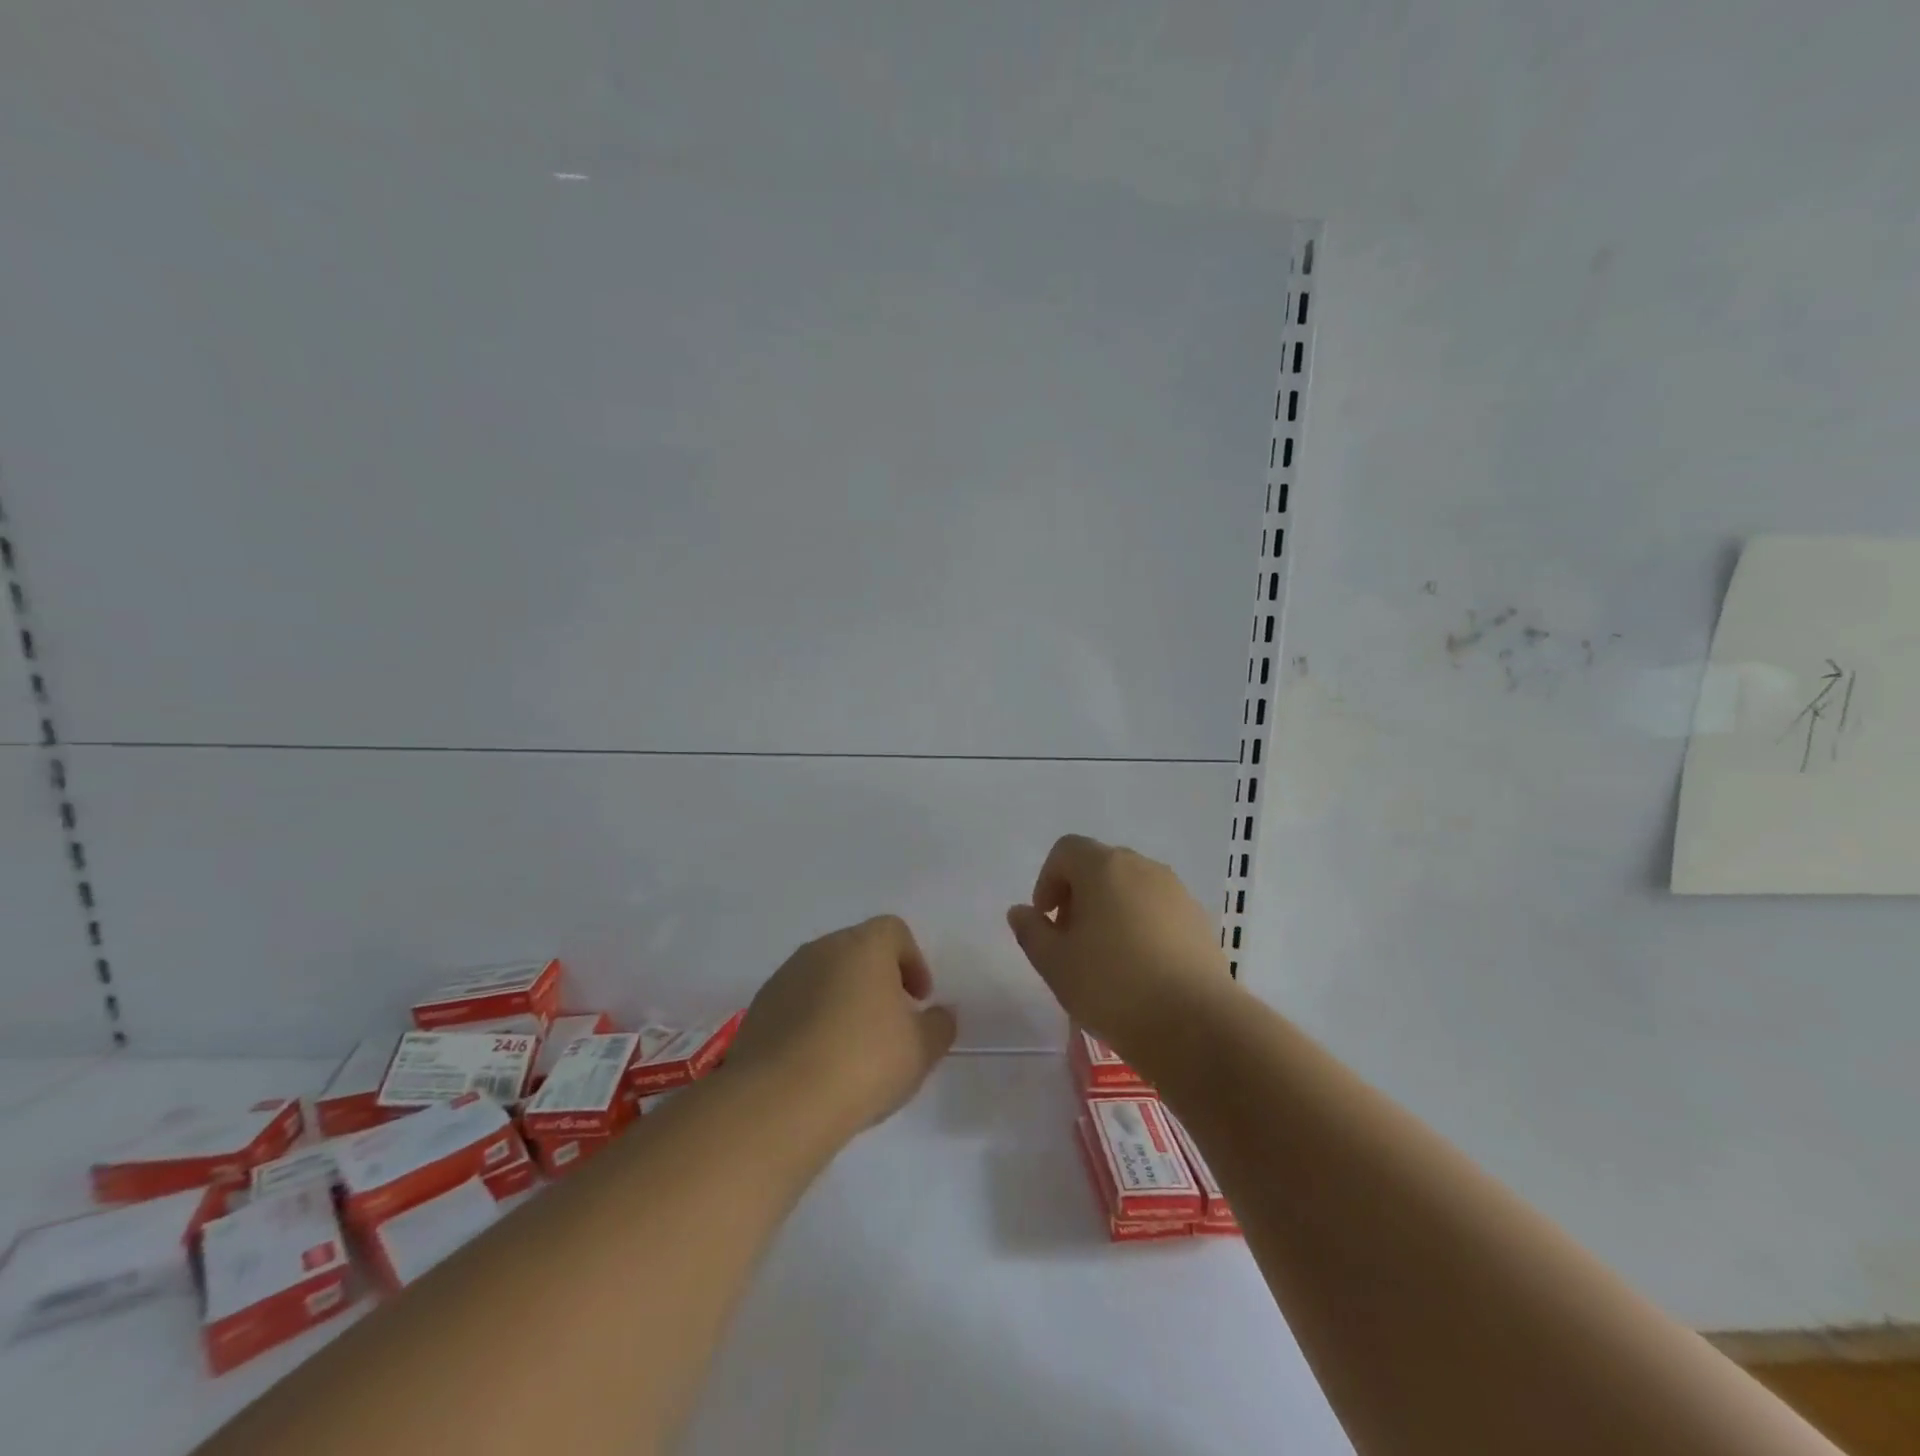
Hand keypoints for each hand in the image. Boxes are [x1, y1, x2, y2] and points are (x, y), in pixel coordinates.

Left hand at [727, 915, 956, 1137]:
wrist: (779, 1101)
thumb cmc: (863, 1062)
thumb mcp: (920, 1050)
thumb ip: (938, 1026)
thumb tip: (938, 1015)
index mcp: (864, 946)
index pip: (894, 931)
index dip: (912, 961)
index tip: (919, 1000)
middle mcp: (821, 949)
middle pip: (857, 951)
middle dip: (877, 980)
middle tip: (889, 1023)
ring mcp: (784, 977)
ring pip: (823, 977)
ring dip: (841, 1000)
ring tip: (852, 1048)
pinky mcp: (758, 1010)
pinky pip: (796, 1004)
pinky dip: (811, 1022)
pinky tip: (818, 1063)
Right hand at [1007, 835, 1231, 1055]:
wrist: (1195, 1025)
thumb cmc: (1112, 986)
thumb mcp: (1055, 963)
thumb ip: (1031, 931)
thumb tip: (1021, 912)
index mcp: (1104, 867)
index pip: (1066, 850)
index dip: (1048, 880)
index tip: (1047, 920)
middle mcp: (1143, 868)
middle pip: (1100, 865)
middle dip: (1079, 895)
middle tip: (1071, 940)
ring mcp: (1177, 892)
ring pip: (1132, 888)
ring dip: (1111, 910)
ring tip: (1105, 957)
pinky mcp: (1199, 920)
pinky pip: (1158, 910)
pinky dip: (1141, 925)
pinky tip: (1140, 969)